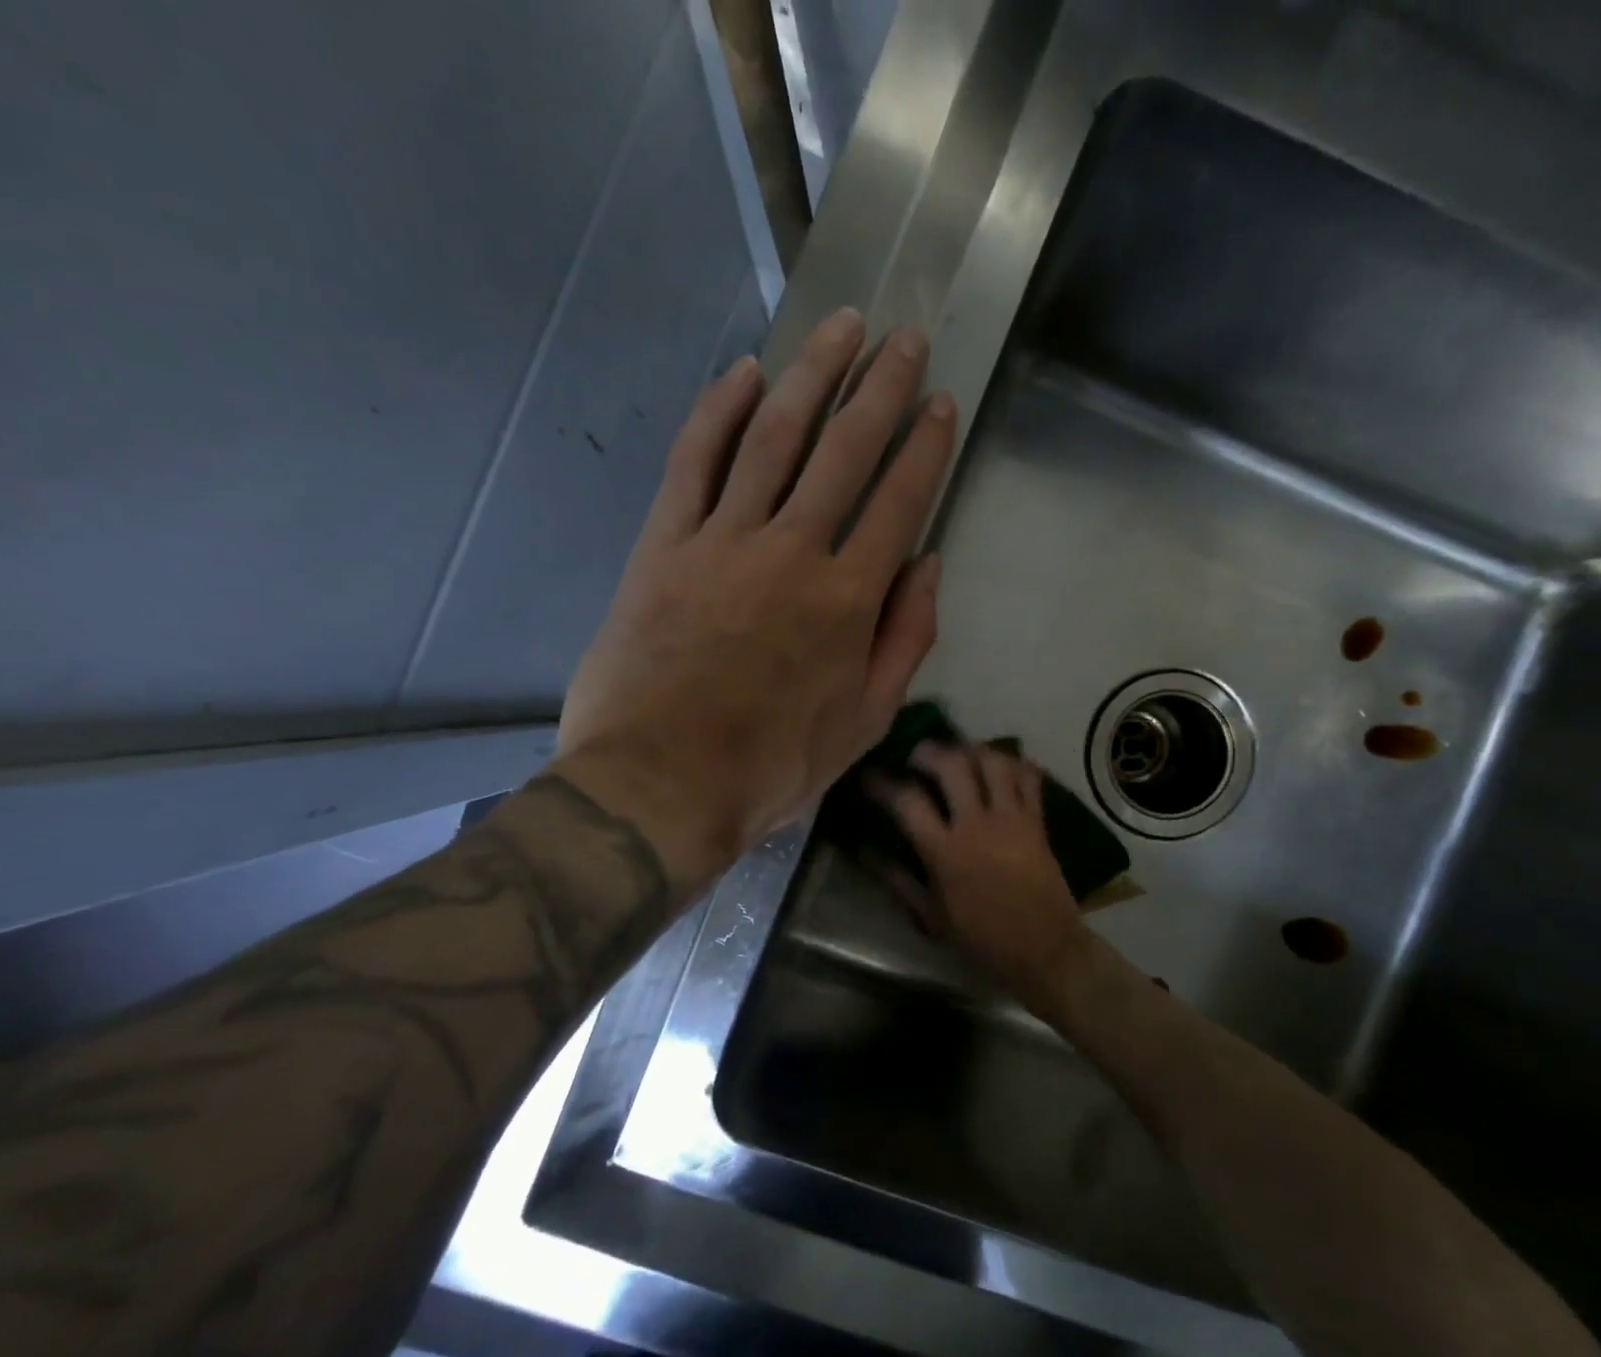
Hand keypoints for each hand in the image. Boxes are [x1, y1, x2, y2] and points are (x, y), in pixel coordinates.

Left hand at [555, 309, 957, 891]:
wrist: (661, 785)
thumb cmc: (773, 766)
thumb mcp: (865, 722)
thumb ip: (905, 640)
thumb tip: (927, 566)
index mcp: (849, 599)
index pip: (899, 500)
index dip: (925, 446)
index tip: (940, 402)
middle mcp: (793, 551)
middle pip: (844, 451)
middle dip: (880, 388)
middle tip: (902, 338)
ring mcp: (723, 541)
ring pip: (773, 437)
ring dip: (810, 375)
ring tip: (839, 327)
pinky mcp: (664, 544)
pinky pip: (694, 461)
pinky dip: (718, 411)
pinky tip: (742, 373)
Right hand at [873, 742, 1088, 1006]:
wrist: (1044, 949)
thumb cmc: (982, 937)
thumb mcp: (930, 916)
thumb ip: (896, 879)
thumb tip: (864, 851)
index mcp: (945, 851)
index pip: (908, 801)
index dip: (883, 783)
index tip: (871, 775)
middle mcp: (978, 825)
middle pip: (952, 765)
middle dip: (929, 751)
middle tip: (916, 755)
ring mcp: (1012, 819)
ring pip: (993, 761)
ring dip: (972, 749)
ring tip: (959, 754)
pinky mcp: (1037, 821)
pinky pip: (1028, 777)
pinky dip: (1014, 764)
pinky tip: (1000, 768)